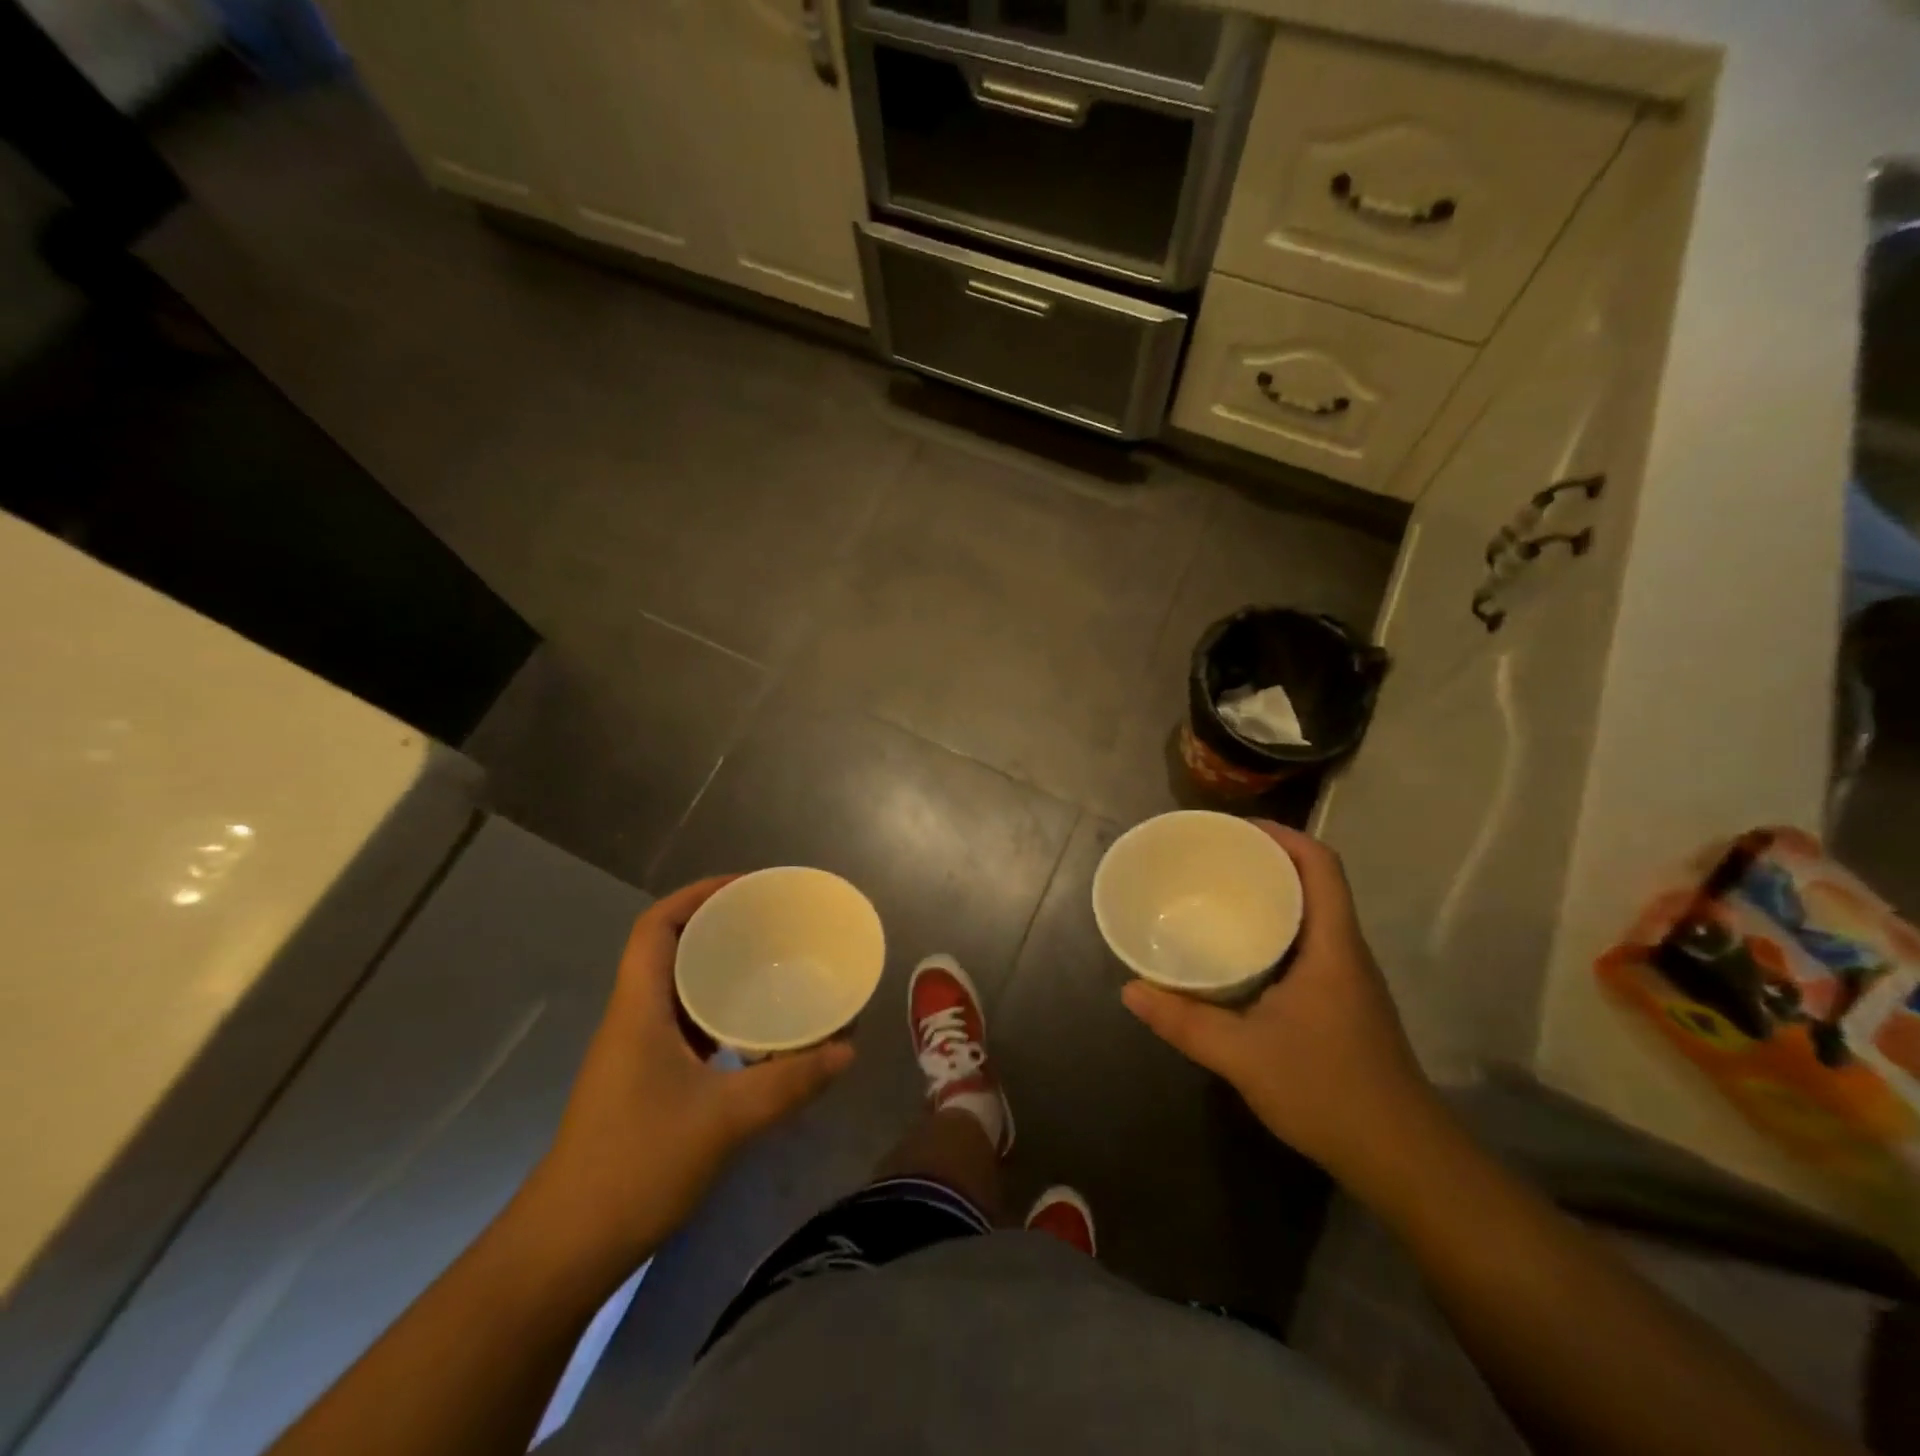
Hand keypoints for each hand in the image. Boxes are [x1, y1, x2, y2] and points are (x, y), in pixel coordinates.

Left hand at [516, 878, 853, 1286]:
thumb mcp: (724, 1120)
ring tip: (772, 964)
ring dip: (719, 971)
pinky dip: (719, 1014)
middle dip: (718, 927)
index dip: (697, 895)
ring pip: (679, 989)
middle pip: (670, 949)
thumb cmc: (635, 1167)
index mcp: (638, 1008)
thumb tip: (848, 1048)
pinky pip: (686, 1026)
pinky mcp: (645, 1082)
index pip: (656, 927)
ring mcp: (636, 1052)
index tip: (747, 888)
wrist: (566, 1249)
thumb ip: (790, 1081)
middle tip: (773, 923)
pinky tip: (756, 1029)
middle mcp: (634, 1019)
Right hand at [1121, 822, 1438, 1184]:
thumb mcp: (1243, 1055)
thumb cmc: (1329, 1091)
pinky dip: (1275, 933)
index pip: (1320, 865)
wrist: (1404, 1160)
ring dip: (1272, 897)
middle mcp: (1346, 952)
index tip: (1235, 829)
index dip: (1283, 835)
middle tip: (1213, 859)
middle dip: (1267, 861)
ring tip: (1219, 896)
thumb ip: (1185, 1021)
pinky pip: (1308, 946)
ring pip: (1312, 916)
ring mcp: (1348, 981)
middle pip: (1315, 883)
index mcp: (1332, 946)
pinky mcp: (1343, 1006)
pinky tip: (1240, 955)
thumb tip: (1130, 989)